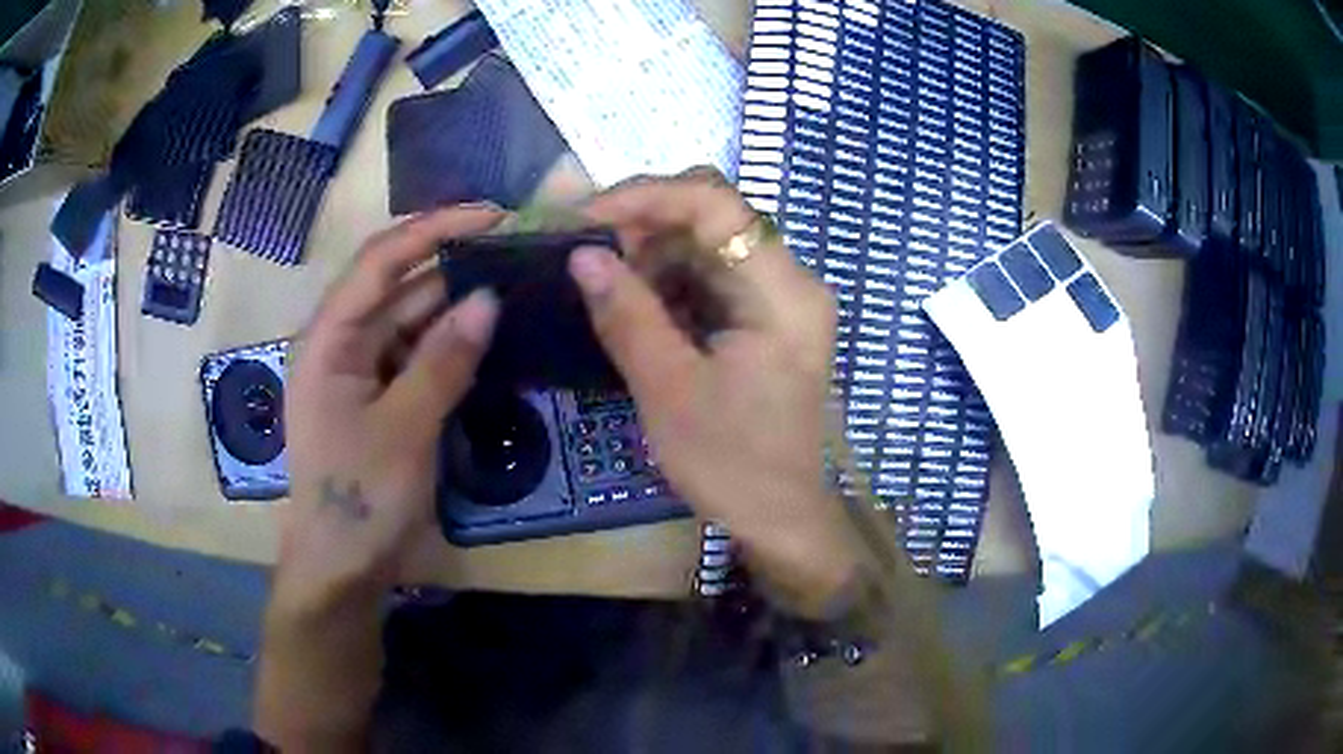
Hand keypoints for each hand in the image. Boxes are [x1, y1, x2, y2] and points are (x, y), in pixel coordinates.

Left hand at [277, 207, 502, 610]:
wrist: (341, 569)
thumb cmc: (359, 498)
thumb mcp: (405, 427)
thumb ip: (443, 360)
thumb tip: (488, 298)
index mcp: (328, 339)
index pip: (380, 260)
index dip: (433, 228)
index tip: (492, 214)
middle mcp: (341, 344)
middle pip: (398, 286)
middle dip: (452, 264)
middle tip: (514, 250)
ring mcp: (360, 373)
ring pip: (410, 322)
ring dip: (455, 305)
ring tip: (512, 284)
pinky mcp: (379, 400)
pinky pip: (416, 357)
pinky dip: (449, 346)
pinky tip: (487, 335)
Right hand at [572, 170, 855, 611]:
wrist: (779, 518)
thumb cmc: (732, 463)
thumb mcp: (669, 390)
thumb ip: (626, 315)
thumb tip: (582, 255)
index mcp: (783, 292)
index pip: (718, 204)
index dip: (647, 196)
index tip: (586, 219)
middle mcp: (790, 280)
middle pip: (714, 218)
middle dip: (643, 227)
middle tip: (584, 254)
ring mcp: (780, 299)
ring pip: (707, 246)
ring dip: (651, 256)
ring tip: (601, 285)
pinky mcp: (765, 319)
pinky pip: (711, 278)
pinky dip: (667, 284)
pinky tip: (633, 306)